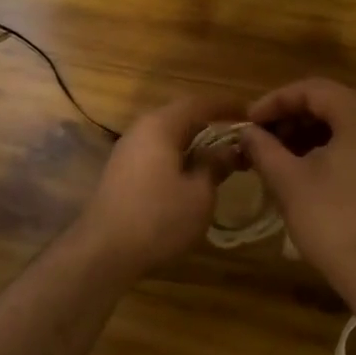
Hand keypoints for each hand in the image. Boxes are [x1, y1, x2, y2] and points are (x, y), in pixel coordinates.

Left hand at [72, 92, 243, 277]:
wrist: (104, 251)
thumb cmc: (158, 218)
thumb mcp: (199, 195)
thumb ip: (215, 166)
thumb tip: (230, 149)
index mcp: (160, 126)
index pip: (199, 103)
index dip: (227, 106)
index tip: (251, 114)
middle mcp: (140, 130)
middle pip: (181, 117)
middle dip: (210, 124)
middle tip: (239, 137)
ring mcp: (127, 151)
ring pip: (167, 136)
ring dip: (194, 143)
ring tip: (220, 157)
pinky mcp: (122, 172)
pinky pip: (156, 153)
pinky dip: (178, 157)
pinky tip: (191, 175)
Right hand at [237, 78, 355, 305]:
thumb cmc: (334, 222)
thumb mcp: (289, 181)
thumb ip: (264, 148)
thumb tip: (246, 131)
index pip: (314, 89)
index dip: (276, 101)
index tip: (249, 121)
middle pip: (333, 105)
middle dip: (292, 120)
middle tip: (261, 141)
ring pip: (348, 128)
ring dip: (311, 137)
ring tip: (280, 159)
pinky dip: (334, 153)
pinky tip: (309, 175)